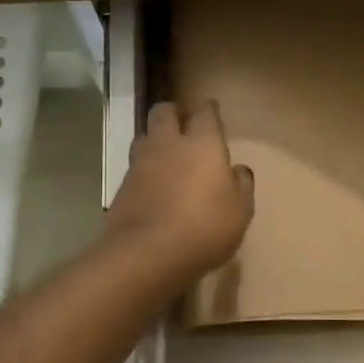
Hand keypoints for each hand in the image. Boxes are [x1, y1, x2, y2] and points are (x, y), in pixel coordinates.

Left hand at [106, 101, 254, 279]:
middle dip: (174, 112)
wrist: (147, 254)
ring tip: (166, 154)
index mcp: (203, 144)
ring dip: (155, 138)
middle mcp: (169, 144)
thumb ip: (241, 186)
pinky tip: (153, 185)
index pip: (204, 111)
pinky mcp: (122, 186)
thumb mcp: (240, 212)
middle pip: (164, 111)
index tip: (212, 111)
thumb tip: (238, 170)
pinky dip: (144, 169)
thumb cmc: (205, 228)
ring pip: (145, 135)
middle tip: (184, 124)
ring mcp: (140, 163)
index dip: (208, 109)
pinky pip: (135, 166)